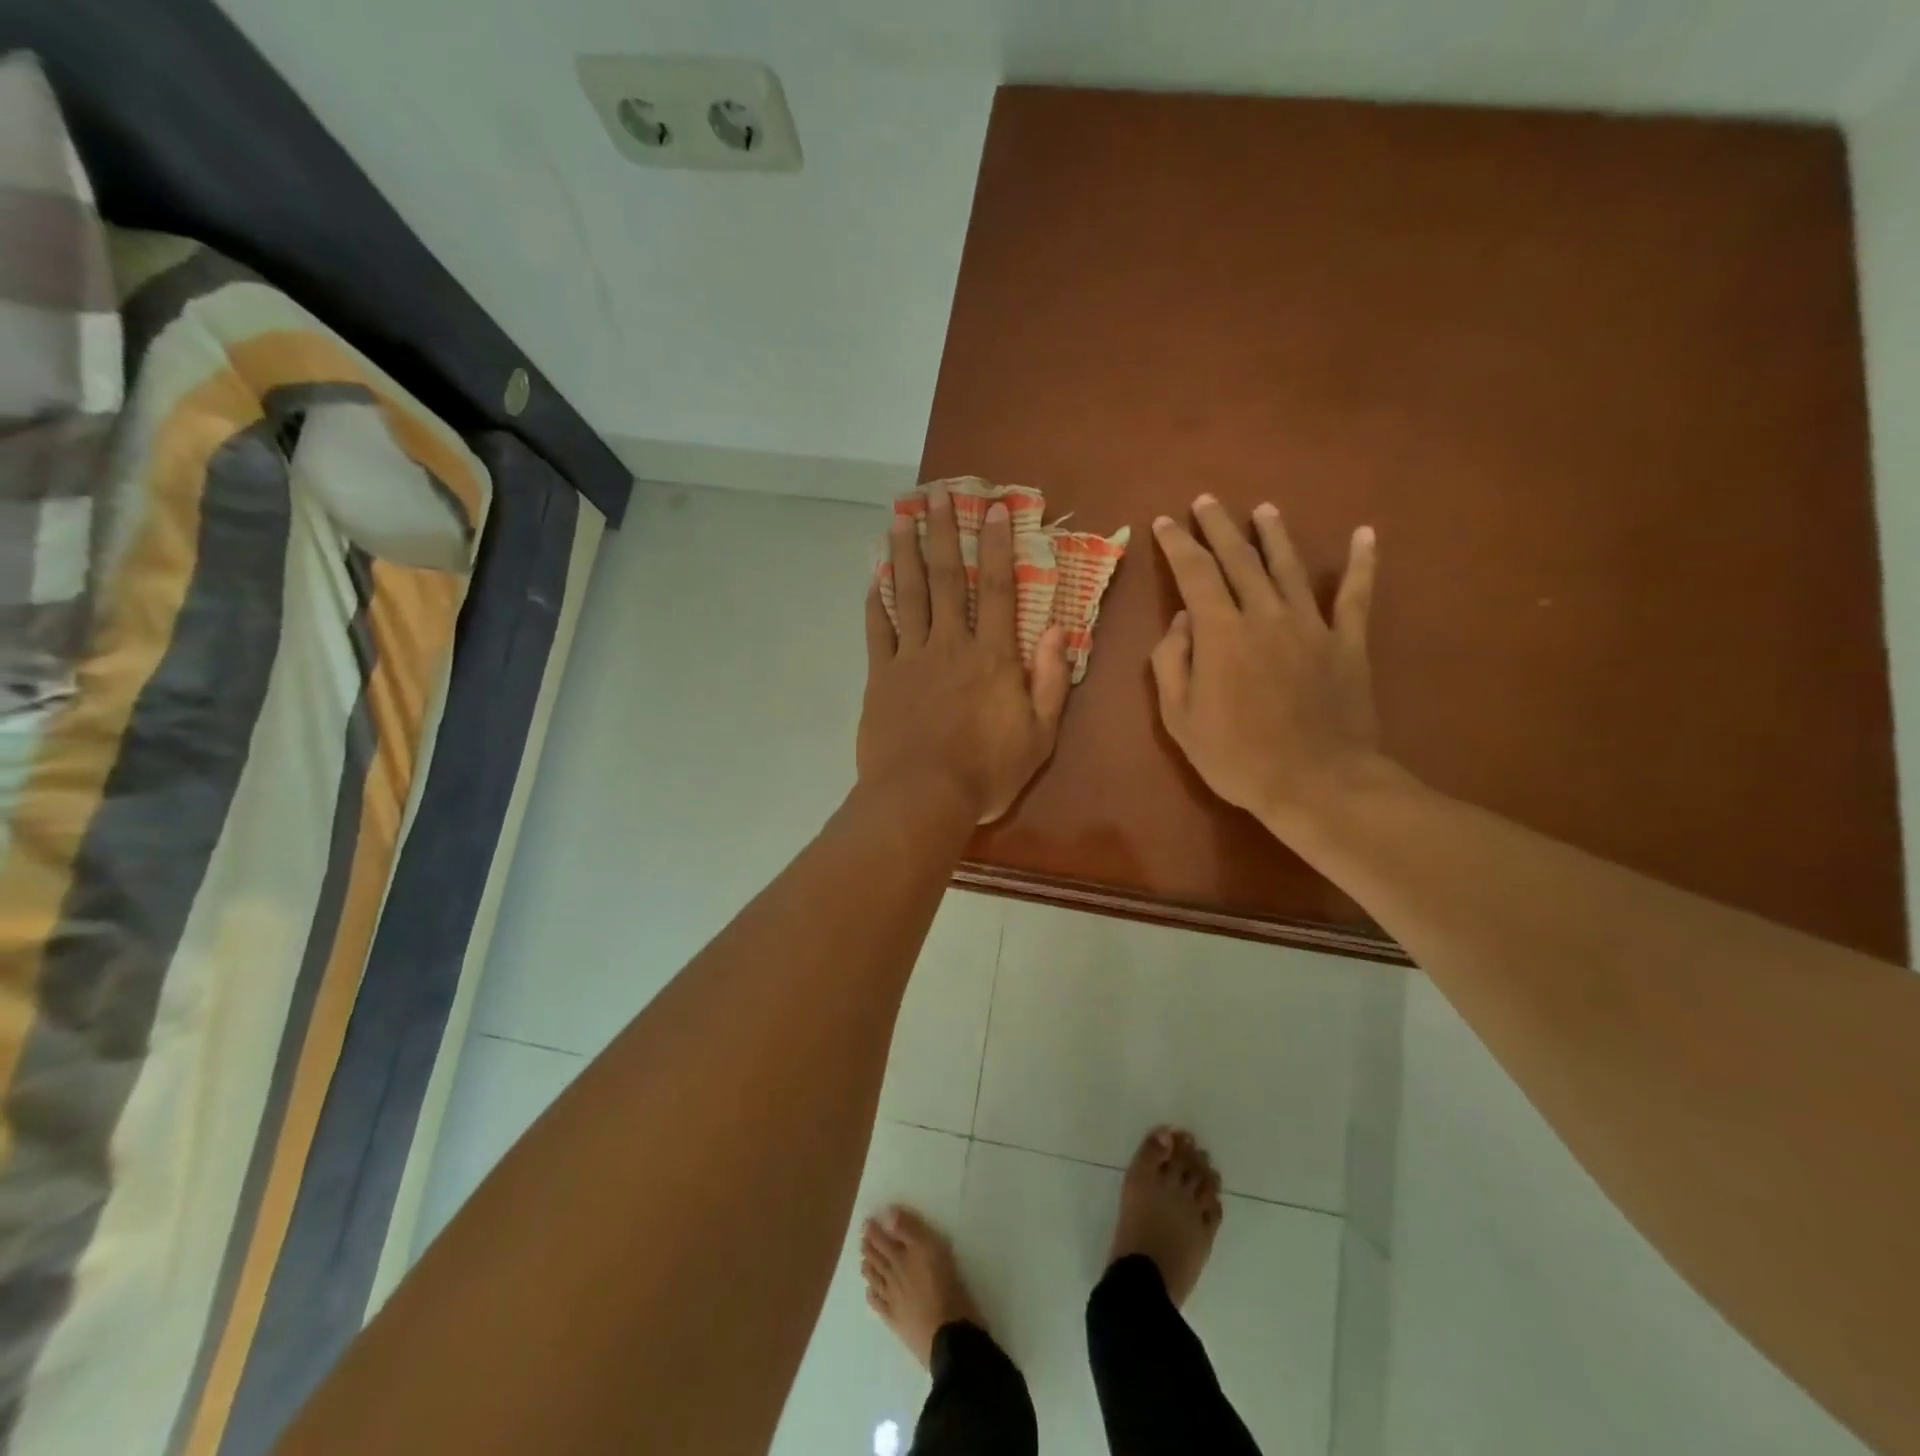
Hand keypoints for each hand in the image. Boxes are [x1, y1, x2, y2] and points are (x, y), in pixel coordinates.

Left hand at [859, 483, 1070, 823]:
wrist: (922, 797)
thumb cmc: (987, 772)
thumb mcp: (1040, 736)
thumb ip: (1051, 681)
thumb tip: (1059, 630)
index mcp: (993, 657)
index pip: (1000, 589)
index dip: (999, 546)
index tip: (996, 509)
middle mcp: (951, 645)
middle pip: (949, 579)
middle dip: (945, 533)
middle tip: (937, 493)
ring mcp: (911, 658)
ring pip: (909, 594)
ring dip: (906, 553)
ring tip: (901, 516)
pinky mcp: (881, 677)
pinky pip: (878, 631)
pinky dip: (876, 602)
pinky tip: (875, 577)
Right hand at [1150, 495, 1383, 833]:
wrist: (1316, 783)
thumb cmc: (1236, 756)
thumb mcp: (1180, 718)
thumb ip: (1172, 663)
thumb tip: (1180, 622)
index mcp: (1220, 633)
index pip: (1194, 574)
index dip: (1177, 545)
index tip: (1164, 523)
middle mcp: (1265, 615)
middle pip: (1239, 559)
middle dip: (1218, 528)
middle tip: (1206, 501)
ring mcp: (1311, 625)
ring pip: (1289, 567)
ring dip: (1274, 535)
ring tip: (1263, 509)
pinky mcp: (1348, 642)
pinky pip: (1356, 595)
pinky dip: (1362, 564)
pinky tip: (1365, 534)